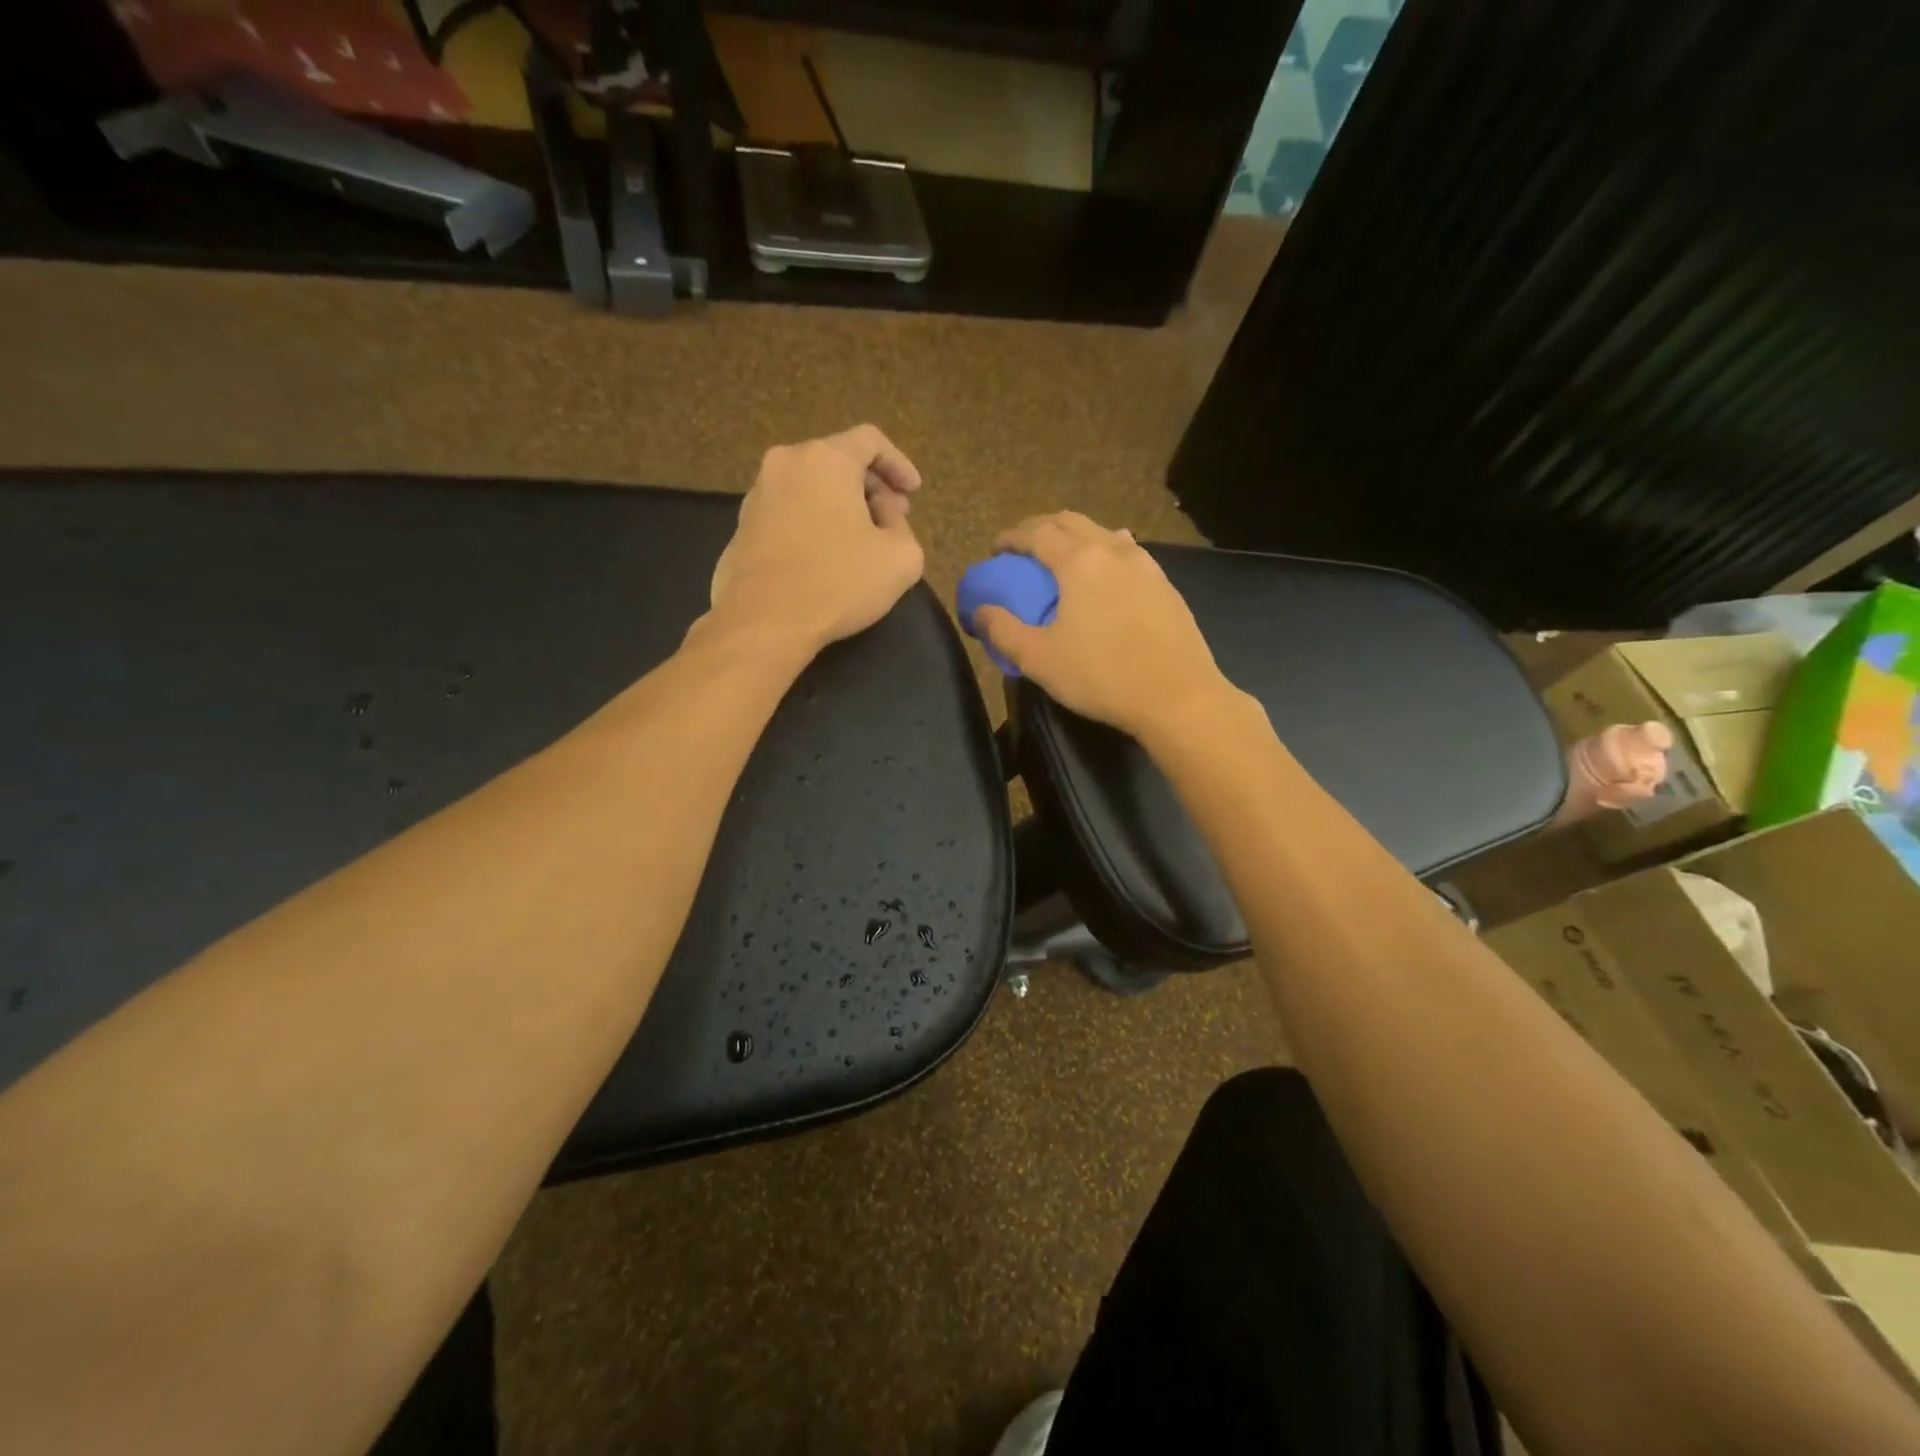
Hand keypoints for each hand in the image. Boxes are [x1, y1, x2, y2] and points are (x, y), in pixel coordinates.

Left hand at [707, 425, 925, 651]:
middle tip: (893, 519)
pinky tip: (826, 558)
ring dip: (841, 506)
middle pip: (838, 461)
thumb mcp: (901, 559)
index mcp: (826, 459)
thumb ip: (903, 527)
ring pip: (811, 486)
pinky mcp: (741, 527)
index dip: (899, 464)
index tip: (913, 493)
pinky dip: (814, 523)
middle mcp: (786, 464)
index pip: (870, 441)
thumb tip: (883, 517)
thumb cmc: (838, 583)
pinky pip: (789, 512)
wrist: (764, 622)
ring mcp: (757, 495)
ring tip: (861, 542)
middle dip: (871, 487)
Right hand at [974, 512, 1237, 738]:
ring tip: (1063, 558)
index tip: (996, 548)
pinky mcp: (1165, 584)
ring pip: (1103, 532)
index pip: (1037, 533)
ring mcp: (1145, 564)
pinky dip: (1104, 552)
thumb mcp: (1039, 659)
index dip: (1011, 537)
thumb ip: (1003, 631)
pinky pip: (1127, 552)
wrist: (1178, 696)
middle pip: (1071, 521)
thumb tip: (979, 611)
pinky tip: (1104, 577)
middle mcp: (1113, 550)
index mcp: (1079, 562)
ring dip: (1076, 536)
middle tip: (1023, 548)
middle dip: (1041, 528)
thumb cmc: (1102, 677)